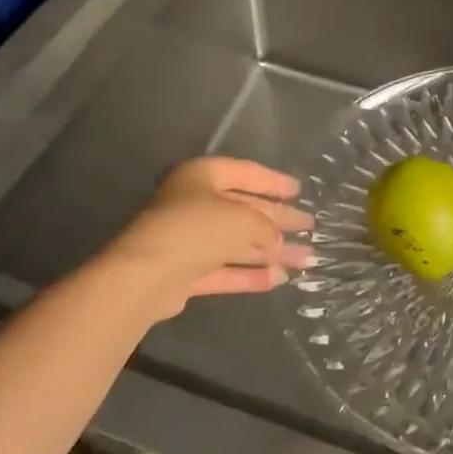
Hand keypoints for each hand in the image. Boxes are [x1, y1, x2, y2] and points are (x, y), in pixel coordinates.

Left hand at [100, 157, 313, 321]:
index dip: (274, 182)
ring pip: (236, 243)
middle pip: (244, 210)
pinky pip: (224, 269)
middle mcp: (193, 203)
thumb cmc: (196, 229)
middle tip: (308, 226)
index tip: (298, 190)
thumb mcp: (242, 219)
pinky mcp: (184, 273)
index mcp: (202, 176)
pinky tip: (278, 279)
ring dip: (270, 251)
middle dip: (277, 220)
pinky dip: (249, 274)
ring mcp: (187, 240)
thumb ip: (266, 227)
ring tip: (304, 259)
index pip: (245, 173)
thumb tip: (279, 241)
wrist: (144, 277)